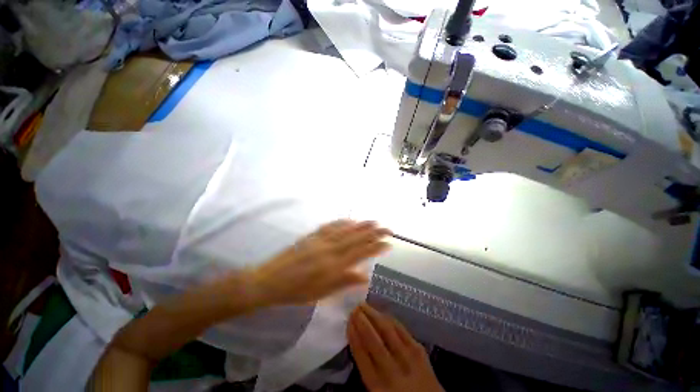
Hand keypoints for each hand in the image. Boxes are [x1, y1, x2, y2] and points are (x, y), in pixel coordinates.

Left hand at [246, 220, 390, 306]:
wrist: (269, 281)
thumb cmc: (296, 292)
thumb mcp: (321, 293)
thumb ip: (343, 282)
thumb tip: (364, 276)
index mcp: (333, 266)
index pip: (360, 253)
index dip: (375, 247)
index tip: (388, 243)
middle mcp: (329, 250)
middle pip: (356, 239)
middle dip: (373, 233)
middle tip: (387, 228)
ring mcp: (320, 240)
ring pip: (345, 230)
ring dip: (361, 225)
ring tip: (374, 221)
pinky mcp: (312, 236)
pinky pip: (330, 226)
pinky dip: (342, 222)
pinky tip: (350, 220)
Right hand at [348, 303, 443, 391]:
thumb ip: (368, 371)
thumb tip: (357, 343)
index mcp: (378, 388)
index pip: (361, 356)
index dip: (354, 336)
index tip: (348, 321)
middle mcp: (392, 372)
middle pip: (373, 342)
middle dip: (362, 322)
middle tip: (354, 308)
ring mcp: (408, 359)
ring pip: (388, 332)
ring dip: (374, 316)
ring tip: (364, 305)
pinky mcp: (420, 351)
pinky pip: (402, 331)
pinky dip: (391, 320)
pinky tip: (383, 313)